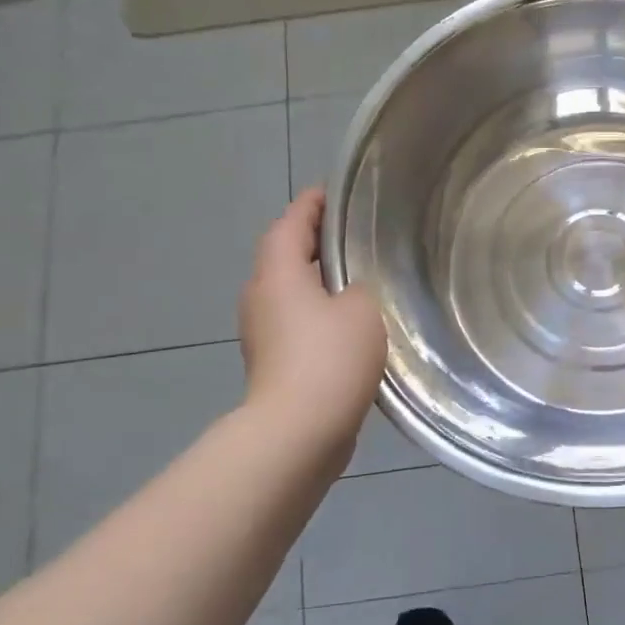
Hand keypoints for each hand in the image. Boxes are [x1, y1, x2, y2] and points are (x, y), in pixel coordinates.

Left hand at [239, 188, 386, 454]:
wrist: (298, 431)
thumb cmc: (329, 357)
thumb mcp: (362, 308)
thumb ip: (360, 286)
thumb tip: (352, 290)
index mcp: (278, 274)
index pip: (290, 223)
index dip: (311, 205)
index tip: (333, 193)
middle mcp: (261, 297)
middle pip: (285, 255)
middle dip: (314, 241)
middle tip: (353, 234)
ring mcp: (263, 332)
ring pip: (290, 290)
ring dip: (317, 278)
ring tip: (357, 275)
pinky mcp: (273, 361)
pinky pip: (296, 320)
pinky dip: (317, 310)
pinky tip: (349, 321)